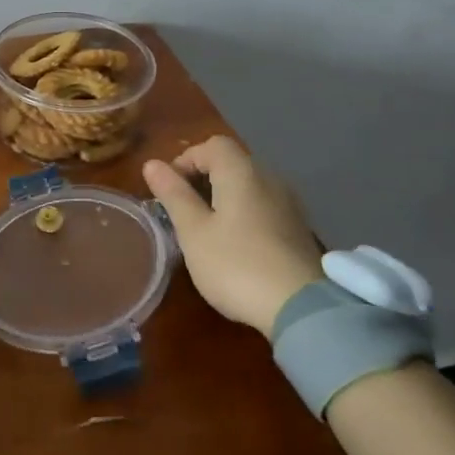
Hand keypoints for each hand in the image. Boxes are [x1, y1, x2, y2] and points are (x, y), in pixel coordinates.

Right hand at [143, 136, 323, 333]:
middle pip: (232, 162)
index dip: (185, 160)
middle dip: (203, 178)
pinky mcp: (298, 229)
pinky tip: (235, 245)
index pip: (211, 145)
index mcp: (241, 172)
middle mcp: (269, 178)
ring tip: (206, 229)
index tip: (169, 190)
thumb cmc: (236, 264)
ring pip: (248, 185)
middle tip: (183, 210)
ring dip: (223, 197)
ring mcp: (288, 204)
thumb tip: (152, 164)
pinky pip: (263, 206)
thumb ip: (173, 195)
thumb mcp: (193, 231)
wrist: (302, 309)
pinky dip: (244, 213)